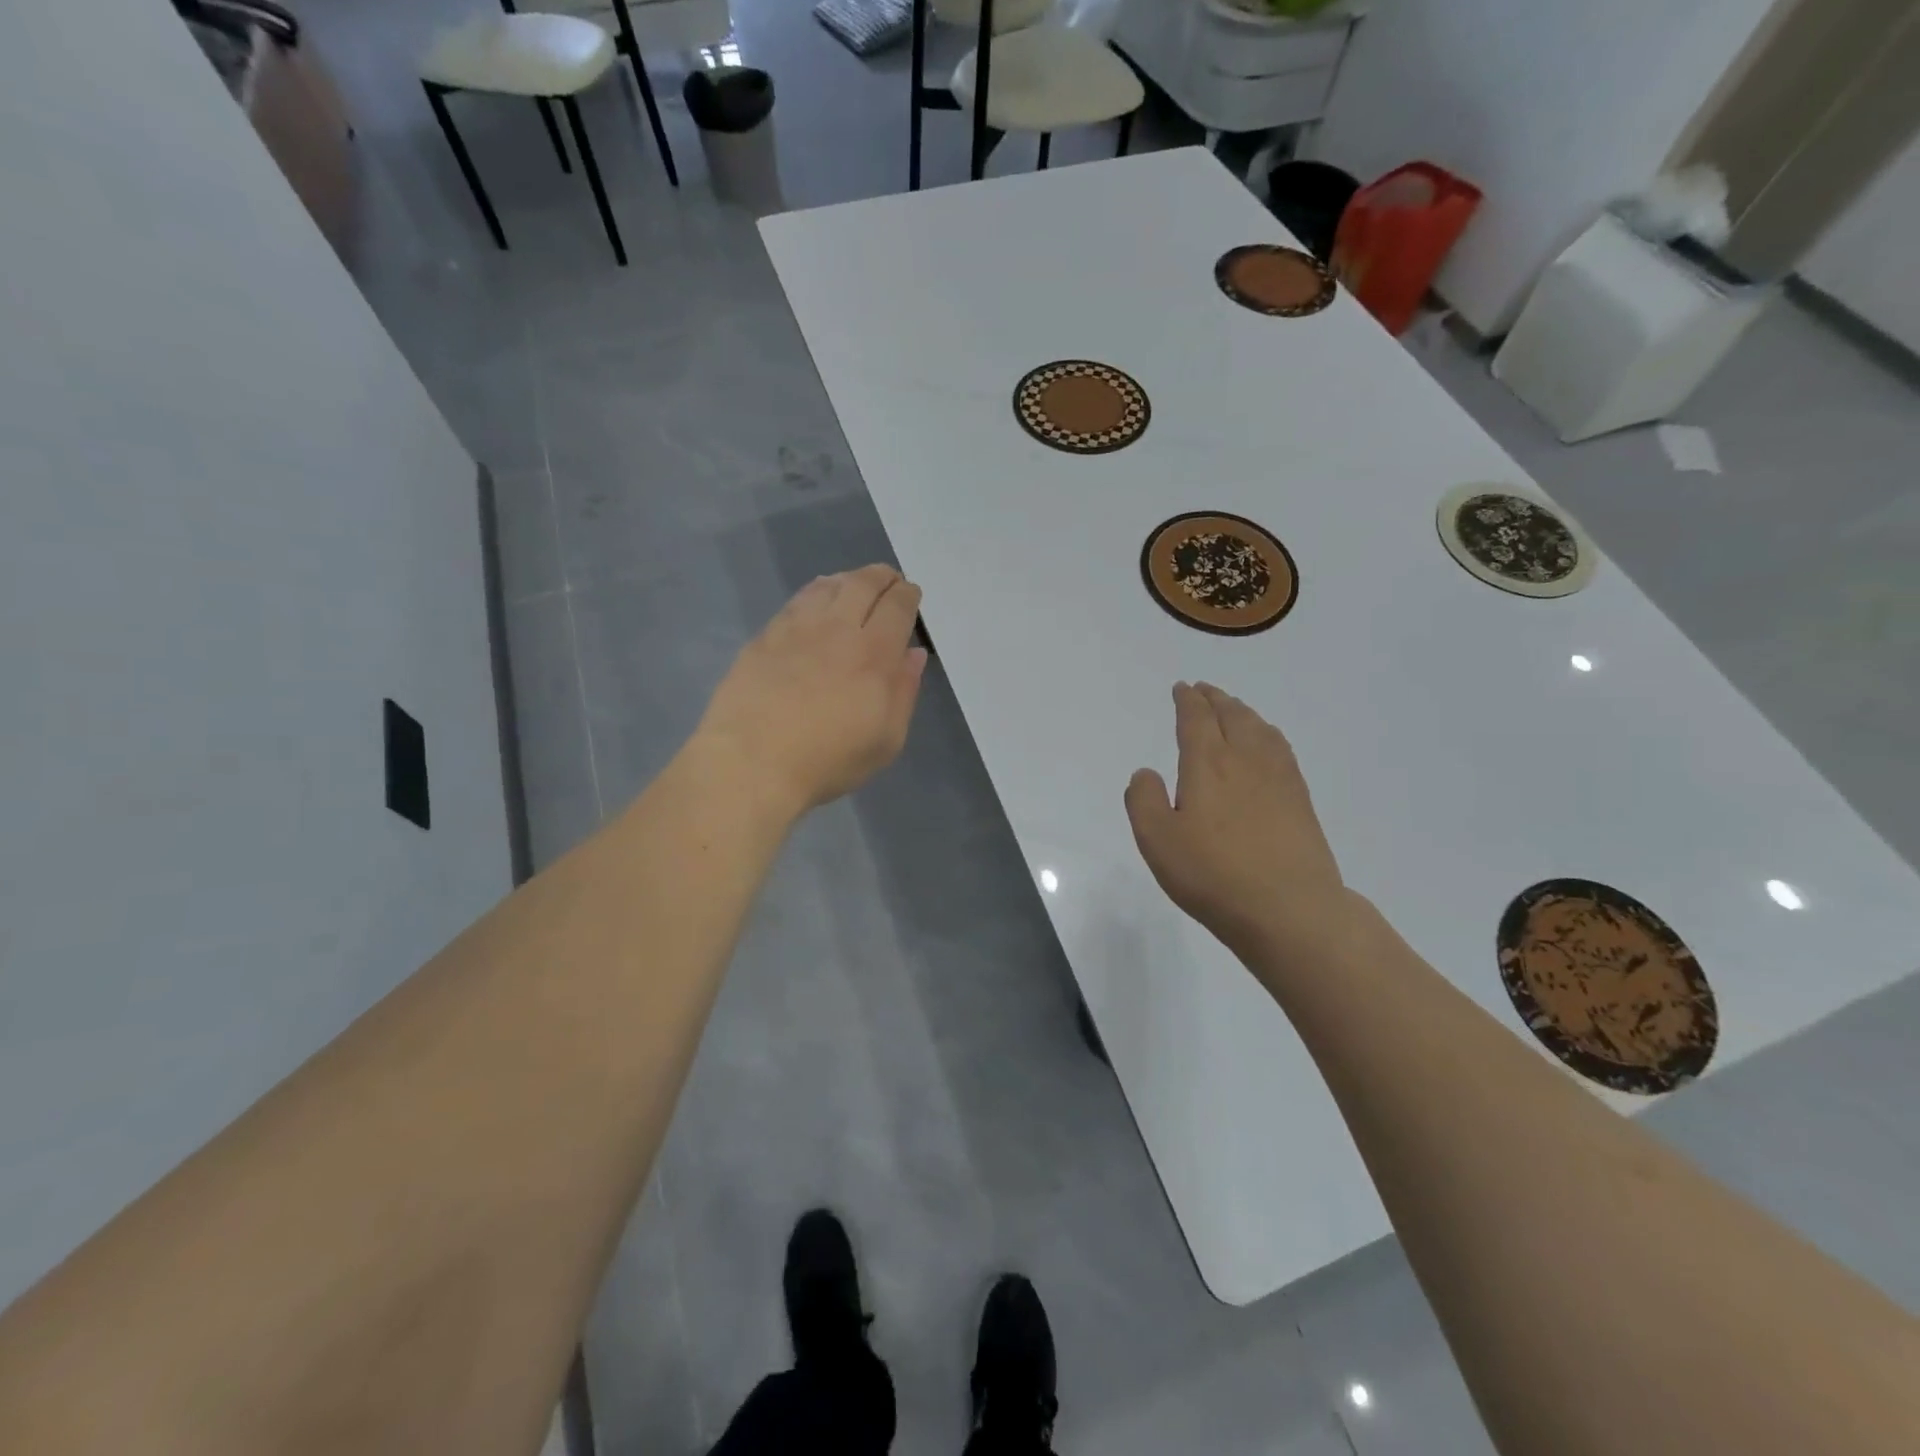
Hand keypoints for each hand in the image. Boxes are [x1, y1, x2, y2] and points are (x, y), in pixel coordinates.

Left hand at [698, 565, 928, 816]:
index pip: (897, 607)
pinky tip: (816, 599)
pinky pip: (796, 601)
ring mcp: (796, 629)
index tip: (911, 593)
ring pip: (828, 586)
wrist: (752, 763)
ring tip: (855, 584)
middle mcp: (837, 630)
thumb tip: (913, 654)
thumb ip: (904, 692)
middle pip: (863, 585)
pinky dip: (815, 592)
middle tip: (889, 579)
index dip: (907, 595)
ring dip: (848, 579)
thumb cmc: (828, 760)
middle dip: (882, 577)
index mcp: (874, 654)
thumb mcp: (886, 740)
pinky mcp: (765, 637)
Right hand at [1124, 682, 1355, 966]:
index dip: (1187, 701)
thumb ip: (1143, 800)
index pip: (1196, 719)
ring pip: (1260, 729)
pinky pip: (1281, 749)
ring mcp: (1279, 778)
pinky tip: (1266, 745)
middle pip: (1231, 716)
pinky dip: (1267, 734)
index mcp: (1208, 764)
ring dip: (1242, 712)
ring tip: (1232, 709)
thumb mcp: (1157, 840)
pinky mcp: (1300, 800)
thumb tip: (1145, 773)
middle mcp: (1245, 760)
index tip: (1182, 688)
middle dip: (1215, 699)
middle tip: (1204, 690)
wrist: (1290, 908)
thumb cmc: (1213, 874)